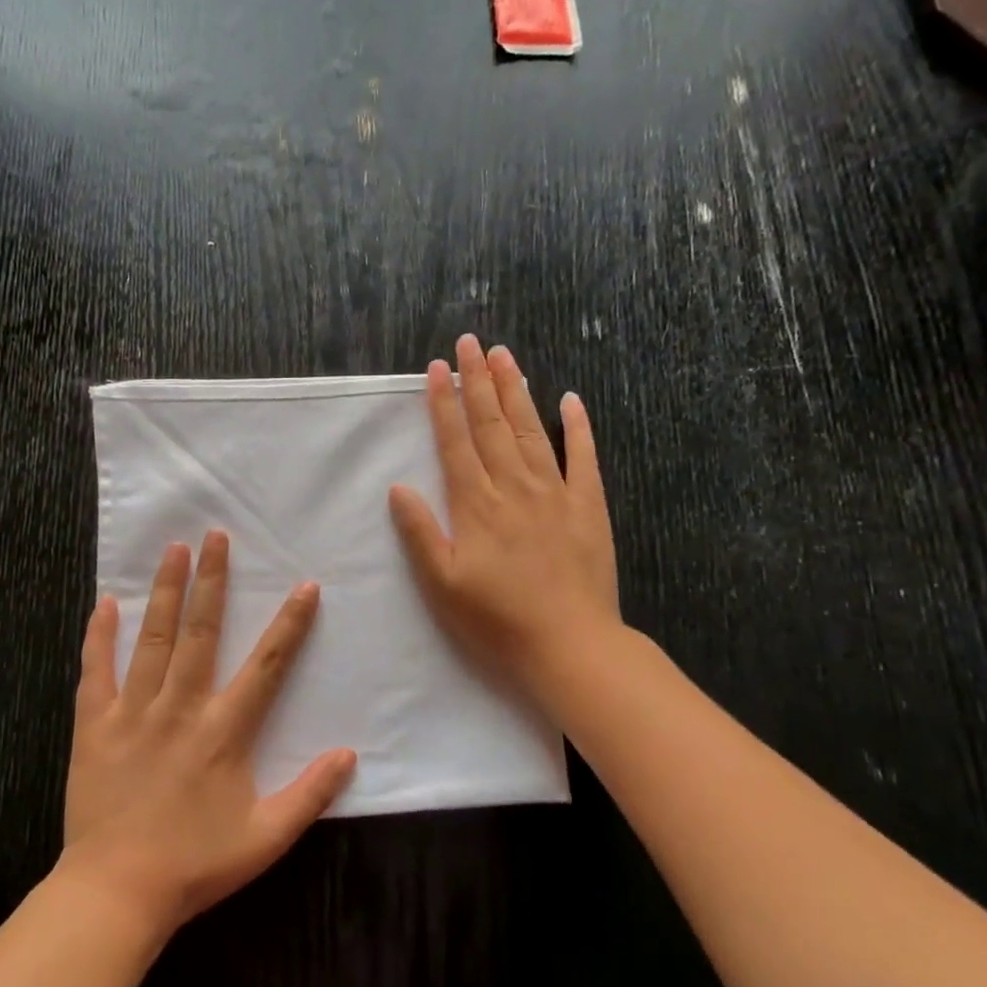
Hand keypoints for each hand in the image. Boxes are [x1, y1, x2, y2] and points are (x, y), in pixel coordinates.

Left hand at [61, 532, 356, 935]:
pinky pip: (95, 671)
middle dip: (212, 580)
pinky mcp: (93, 726)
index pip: (266, 666)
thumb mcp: (266, 839)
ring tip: (173, 549)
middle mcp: (180, 708)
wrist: (116, 891)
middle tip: (216, 535)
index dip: (289, 624)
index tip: (304, 586)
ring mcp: (132, 713)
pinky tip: (104, 603)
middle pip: (201, 632)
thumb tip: (349, 755)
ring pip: (152, 640)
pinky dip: (99, 636)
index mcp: (224, 731)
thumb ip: (310, 794)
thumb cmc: (195, 865)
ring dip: (165, 592)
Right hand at [389, 335, 621, 709]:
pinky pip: (583, 457)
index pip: (455, 442)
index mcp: (476, 505)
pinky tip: (571, 399)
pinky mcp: (588, 506)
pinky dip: (578, 426)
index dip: (444, 403)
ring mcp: (555, 493)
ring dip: (516, 391)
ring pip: (532, 430)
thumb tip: (398, 488)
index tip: (438, 368)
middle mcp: (513, 487)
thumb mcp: (442, 585)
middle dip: (477, 381)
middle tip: (469, 342)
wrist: (569, 644)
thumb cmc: (497, 620)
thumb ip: (420, 533)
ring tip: (504, 355)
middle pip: (493, 424)